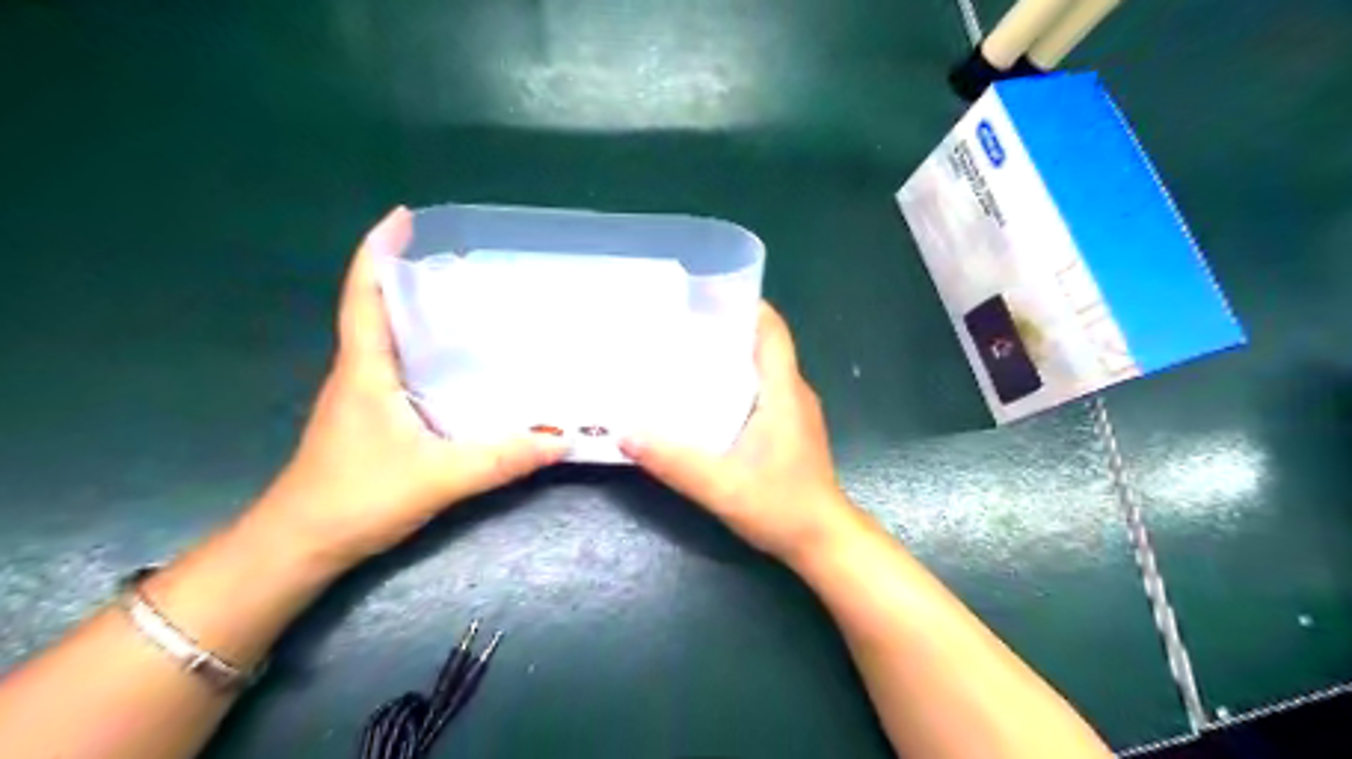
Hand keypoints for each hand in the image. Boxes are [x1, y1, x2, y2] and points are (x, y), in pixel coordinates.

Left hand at [247, 204, 565, 572]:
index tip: (402, 218)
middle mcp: (360, 373)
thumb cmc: (356, 499)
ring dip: (417, 313)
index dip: (378, 252)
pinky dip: (424, 352)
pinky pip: (401, 370)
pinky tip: (460, 364)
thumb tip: (561, 439)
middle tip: (461, 261)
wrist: (300, 546)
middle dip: (409, 275)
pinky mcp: (372, 419)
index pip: (365, 296)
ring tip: (469, 302)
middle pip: (378, 309)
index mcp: (365, 369)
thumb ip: (501, 459)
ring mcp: (363, 396)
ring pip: (390, 340)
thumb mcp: (438, 477)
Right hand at [624, 301, 864, 562]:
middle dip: (725, 330)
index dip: (745, 304)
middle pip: (762, 345)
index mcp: (784, 390)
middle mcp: (793, 392)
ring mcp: (795, 412)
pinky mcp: (790, 430)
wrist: (823, 541)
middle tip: (678, 328)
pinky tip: (705, 399)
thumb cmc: (781, 507)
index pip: (772, 329)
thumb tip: (624, 432)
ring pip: (762, 369)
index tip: (705, 295)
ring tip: (684, 357)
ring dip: (729, 358)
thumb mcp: (720, 485)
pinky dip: (736, 384)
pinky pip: (762, 391)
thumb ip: (673, 461)